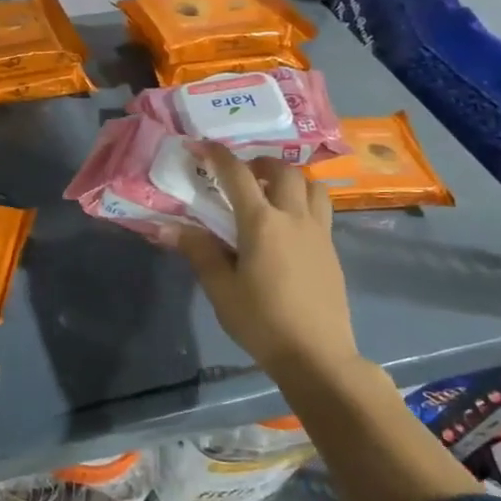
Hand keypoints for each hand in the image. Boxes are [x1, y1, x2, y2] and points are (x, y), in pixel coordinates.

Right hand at [174, 143, 359, 378]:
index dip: (218, 155)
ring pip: (312, 187)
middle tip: (241, 173)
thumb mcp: (220, 288)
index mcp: (262, 223)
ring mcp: (319, 234)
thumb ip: (199, 251)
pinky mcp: (331, 252)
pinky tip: (286, 225)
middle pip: (284, 171)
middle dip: (260, 163)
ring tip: (270, 192)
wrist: (317, 355)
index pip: (238, 176)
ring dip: (290, 179)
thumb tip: (169, 227)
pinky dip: (303, 202)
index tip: (202, 145)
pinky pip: (321, 210)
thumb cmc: (261, 320)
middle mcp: (294, 219)